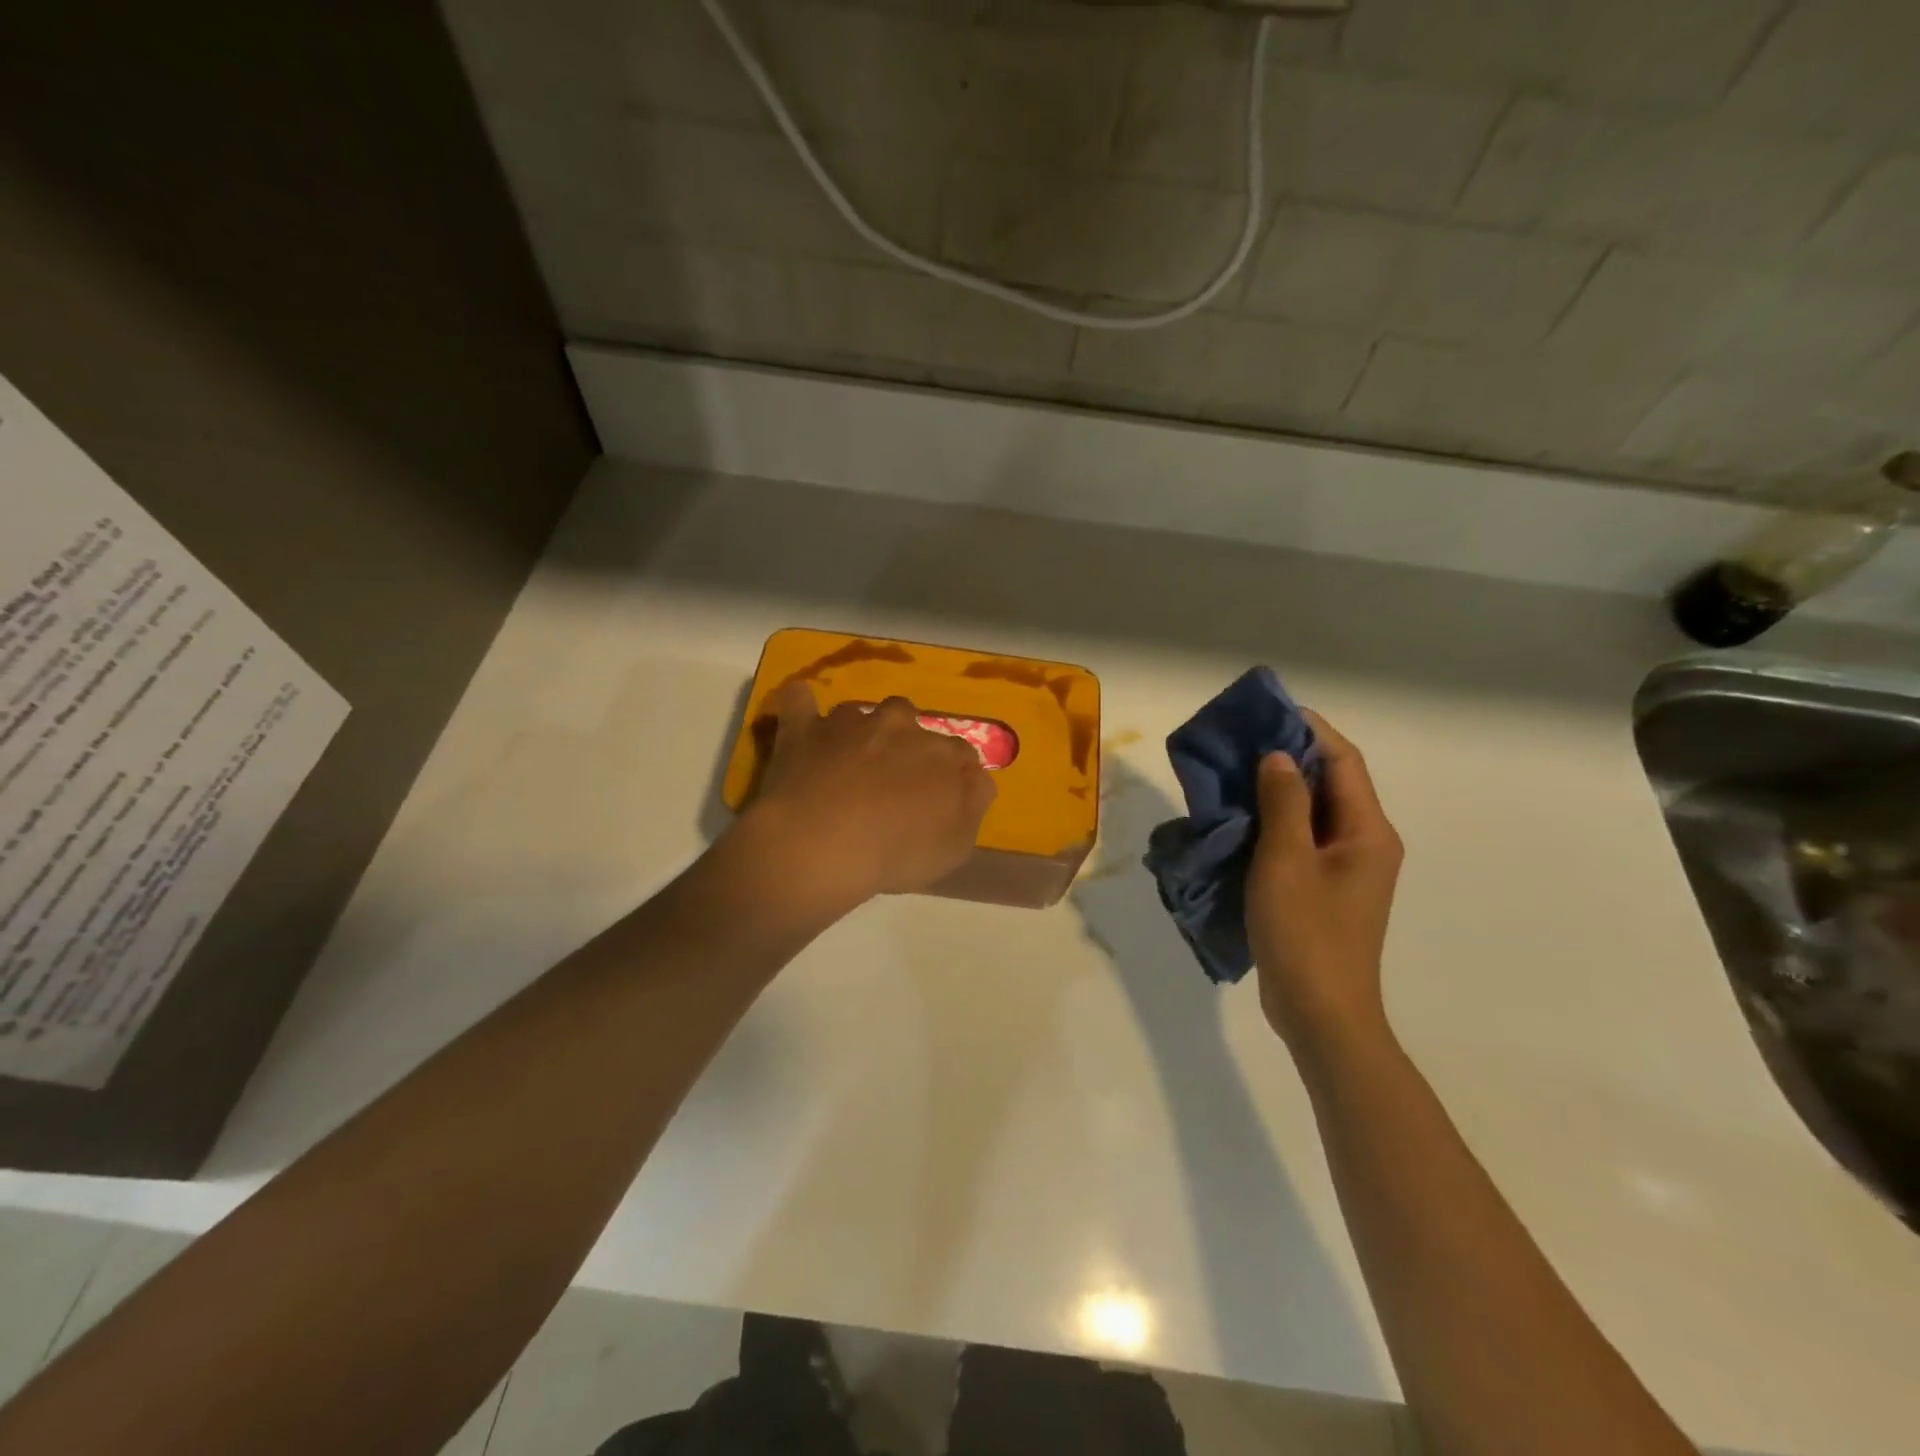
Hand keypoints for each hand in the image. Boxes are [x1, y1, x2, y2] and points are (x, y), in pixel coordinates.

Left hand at [738, 682, 996, 907]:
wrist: (826, 843)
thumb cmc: (898, 851)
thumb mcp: (956, 844)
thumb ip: (973, 804)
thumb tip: (977, 779)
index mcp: (943, 755)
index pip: (960, 753)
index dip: (951, 774)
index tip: (940, 797)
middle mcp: (901, 727)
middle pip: (909, 721)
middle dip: (903, 742)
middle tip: (888, 778)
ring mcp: (850, 724)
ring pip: (859, 713)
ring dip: (857, 731)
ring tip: (845, 759)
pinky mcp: (805, 729)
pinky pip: (800, 701)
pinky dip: (801, 705)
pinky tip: (800, 712)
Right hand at [1246, 711, 1402, 1050]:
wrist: (1320, 1013)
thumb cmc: (1306, 934)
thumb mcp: (1286, 862)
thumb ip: (1284, 803)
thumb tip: (1280, 756)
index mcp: (1367, 831)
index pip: (1343, 760)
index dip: (1309, 729)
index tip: (1267, 711)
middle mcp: (1365, 842)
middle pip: (1330, 782)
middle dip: (1289, 755)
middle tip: (1240, 740)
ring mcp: (1346, 868)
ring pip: (1312, 811)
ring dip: (1277, 789)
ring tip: (1232, 772)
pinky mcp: (1325, 888)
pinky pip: (1301, 839)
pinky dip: (1273, 821)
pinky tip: (1239, 818)